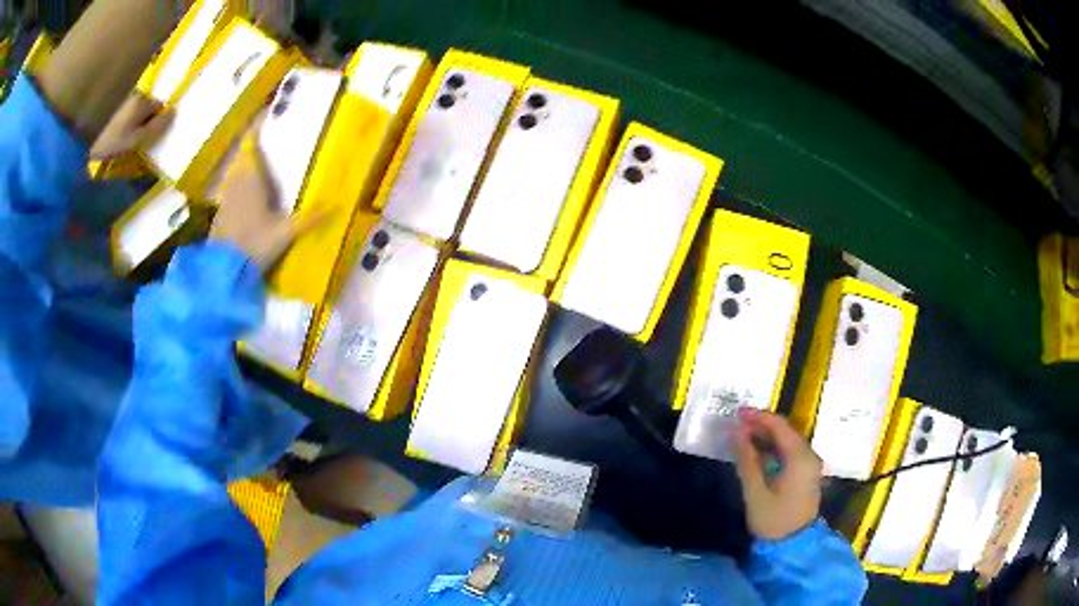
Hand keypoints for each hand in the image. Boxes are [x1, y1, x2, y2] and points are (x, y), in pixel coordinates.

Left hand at [89, 92, 172, 159]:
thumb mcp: (136, 142)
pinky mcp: (109, 104)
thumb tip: (173, 113)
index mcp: (143, 102)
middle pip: (147, 105)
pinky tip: (113, 132)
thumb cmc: (111, 144)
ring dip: (131, 118)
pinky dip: (121, 119)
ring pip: (134, 107)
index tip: (150, 136)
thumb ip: (156, 128)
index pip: (160, 107)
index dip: (157, 121)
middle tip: (135, 138)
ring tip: (122, 137)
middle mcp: (135, 94)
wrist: (81, 141)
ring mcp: (121, 98)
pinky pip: (123, 109)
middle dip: (144, 117)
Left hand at [209, 119, 321, 269]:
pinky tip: (251, 194)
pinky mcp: (221, 213)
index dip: (257, 127)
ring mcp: (226, 197)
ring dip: (247, 165)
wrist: (222, 271)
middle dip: (255, 146)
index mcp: (251, 177)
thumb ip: (310, 219)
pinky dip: (241, 184)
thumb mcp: (285, 233)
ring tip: (263, 165)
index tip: (266, 114)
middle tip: (271, 140)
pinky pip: (232, 188)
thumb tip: (339, 206)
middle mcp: (236, 181)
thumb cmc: (253, 244)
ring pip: (237, 172)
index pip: (251, 143)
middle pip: (244, 155)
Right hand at [733, 408, 822, 540]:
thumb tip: (734, 431)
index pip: (779, 426)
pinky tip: (756, 452)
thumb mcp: (755, 491)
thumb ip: (746, 459)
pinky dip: (773, 448)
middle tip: (736, 424)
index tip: (736, 413)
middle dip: (761, 425)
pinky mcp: (806, 473)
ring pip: (787, 441)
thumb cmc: (773, 519)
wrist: (793, 545)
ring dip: (766, 436)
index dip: (758, 417)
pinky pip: (789, 452)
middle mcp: (809, 455)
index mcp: (800, 457)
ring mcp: (809, 464)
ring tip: (742, 436)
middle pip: (785, 431)